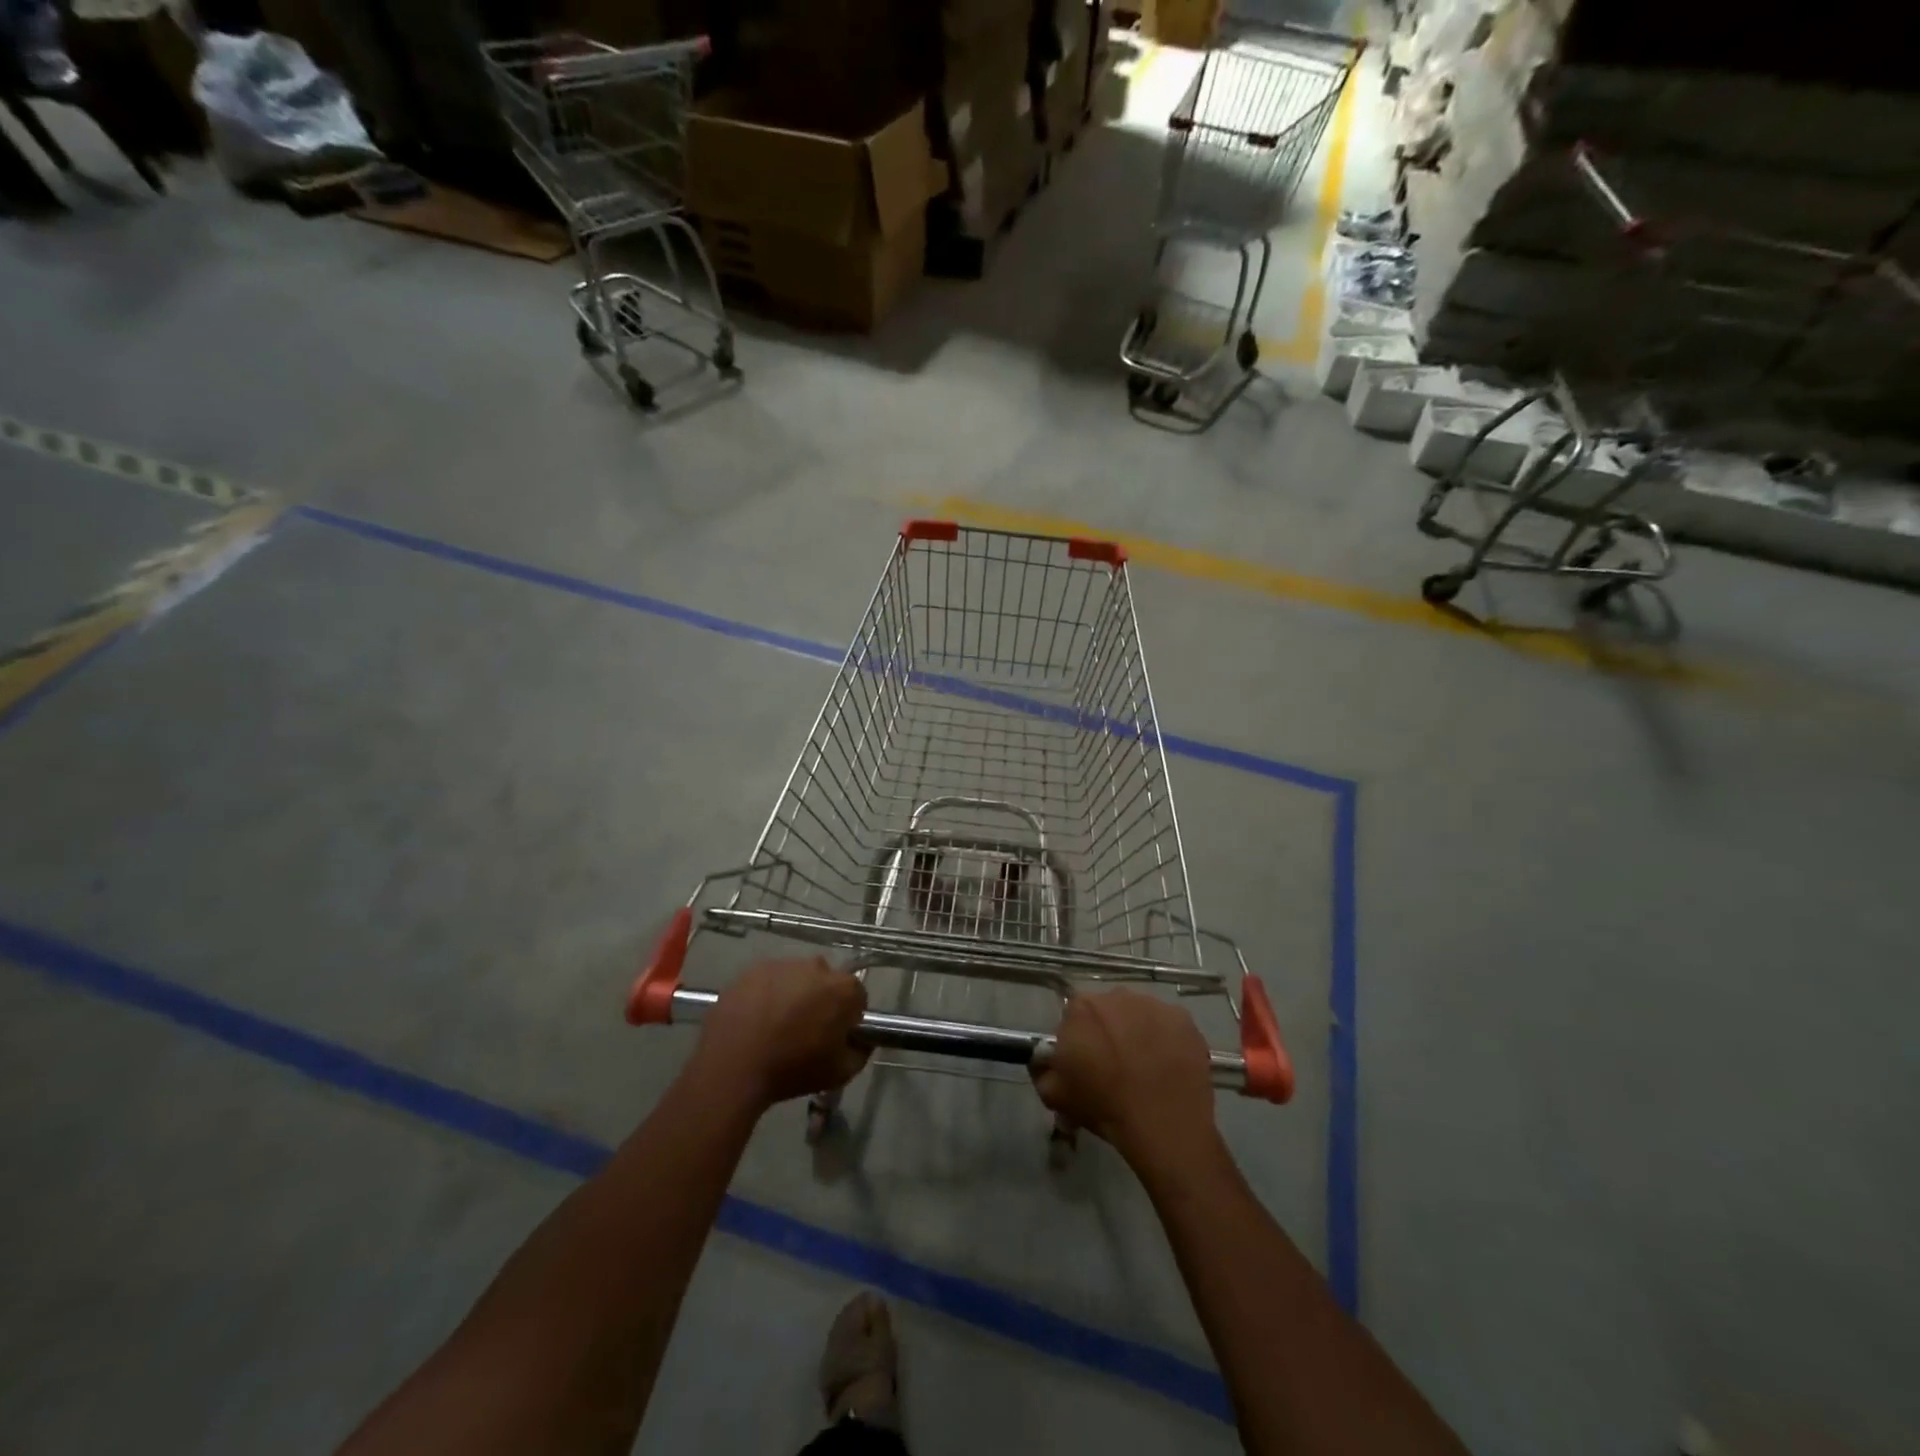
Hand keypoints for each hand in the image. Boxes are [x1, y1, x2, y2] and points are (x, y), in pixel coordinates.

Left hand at [692, 958, 869, 1109]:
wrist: (732, 1067)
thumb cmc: (792, 1069)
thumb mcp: (840, 1073)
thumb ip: (860, 1051)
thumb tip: (860, 1040)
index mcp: (843, 988)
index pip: (857, 996)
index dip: (848, 1017)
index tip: (835, 1036)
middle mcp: (816, 966)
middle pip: (826, 981)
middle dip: (821, 1000)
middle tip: (805, 1030)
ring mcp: (782, 964)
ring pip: (796, 977)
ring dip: (793, 994)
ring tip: (776, 1025)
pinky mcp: (752, 969)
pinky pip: (768, 980)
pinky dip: (766, 994)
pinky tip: (755, 1019)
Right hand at [1032, 991, 1216, 1166]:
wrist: (1163, 1127)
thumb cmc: (1104, 1107)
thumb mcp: (1054, 1094)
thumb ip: (1041, 1068)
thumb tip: (1046, 1058)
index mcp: (1082, 1007)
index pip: (1074, 1014)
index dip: (1079, 1037)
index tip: (1086, 1061)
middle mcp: (1118, 995)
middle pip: (1108, 1009)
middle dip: (1108, 1030)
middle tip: (1115, 1065)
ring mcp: (1155, 1005)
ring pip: (1140, 1014)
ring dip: (1138, 1032)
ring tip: (1145, 1067)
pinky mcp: (1184, 1020)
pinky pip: (1169, 1025)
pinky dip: (1167, 1040)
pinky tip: (1168, 1067)